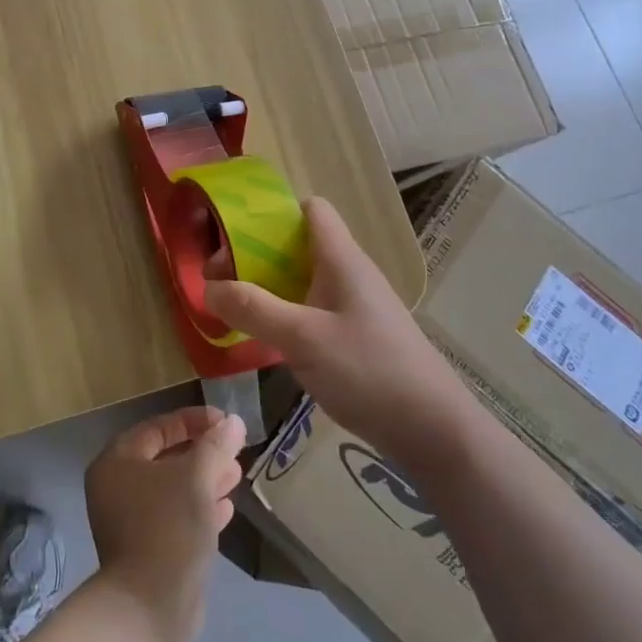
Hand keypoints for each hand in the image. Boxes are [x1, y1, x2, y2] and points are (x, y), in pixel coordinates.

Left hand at [84, 406, 245, 641]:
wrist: (150, 607)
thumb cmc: (168, 526)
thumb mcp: (196, 477)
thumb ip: (215, 445)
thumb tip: (234, 422)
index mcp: (117, 461)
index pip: (157, 427)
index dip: (193, 420)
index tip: (225, 422)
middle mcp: (116, 487)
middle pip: (164, 457)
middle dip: (202, 452)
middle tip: (233, 450)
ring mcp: (129, 521)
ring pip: (172, 489)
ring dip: (205, 479)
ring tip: (236, 475)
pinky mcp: (146, 550)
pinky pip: (174, 517)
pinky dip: (198, 508)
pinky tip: (226, 508)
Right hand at [204, 197, 464, 456]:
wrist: (434, 432)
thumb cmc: (370, 371)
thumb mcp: (303, 338)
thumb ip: (253, 310)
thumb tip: (207, 287)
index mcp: (341, 259)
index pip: (310, 209)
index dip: (272, 213)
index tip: (233, 235)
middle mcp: (347, 274)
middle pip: (297, 245)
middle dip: (255, 256)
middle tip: (220, 282)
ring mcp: (353, 306)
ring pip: (301, 280)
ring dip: (267, 289)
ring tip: (233, 310)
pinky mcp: (355, 336)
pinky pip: (310, 310)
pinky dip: (284, 316)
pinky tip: (265, 340)